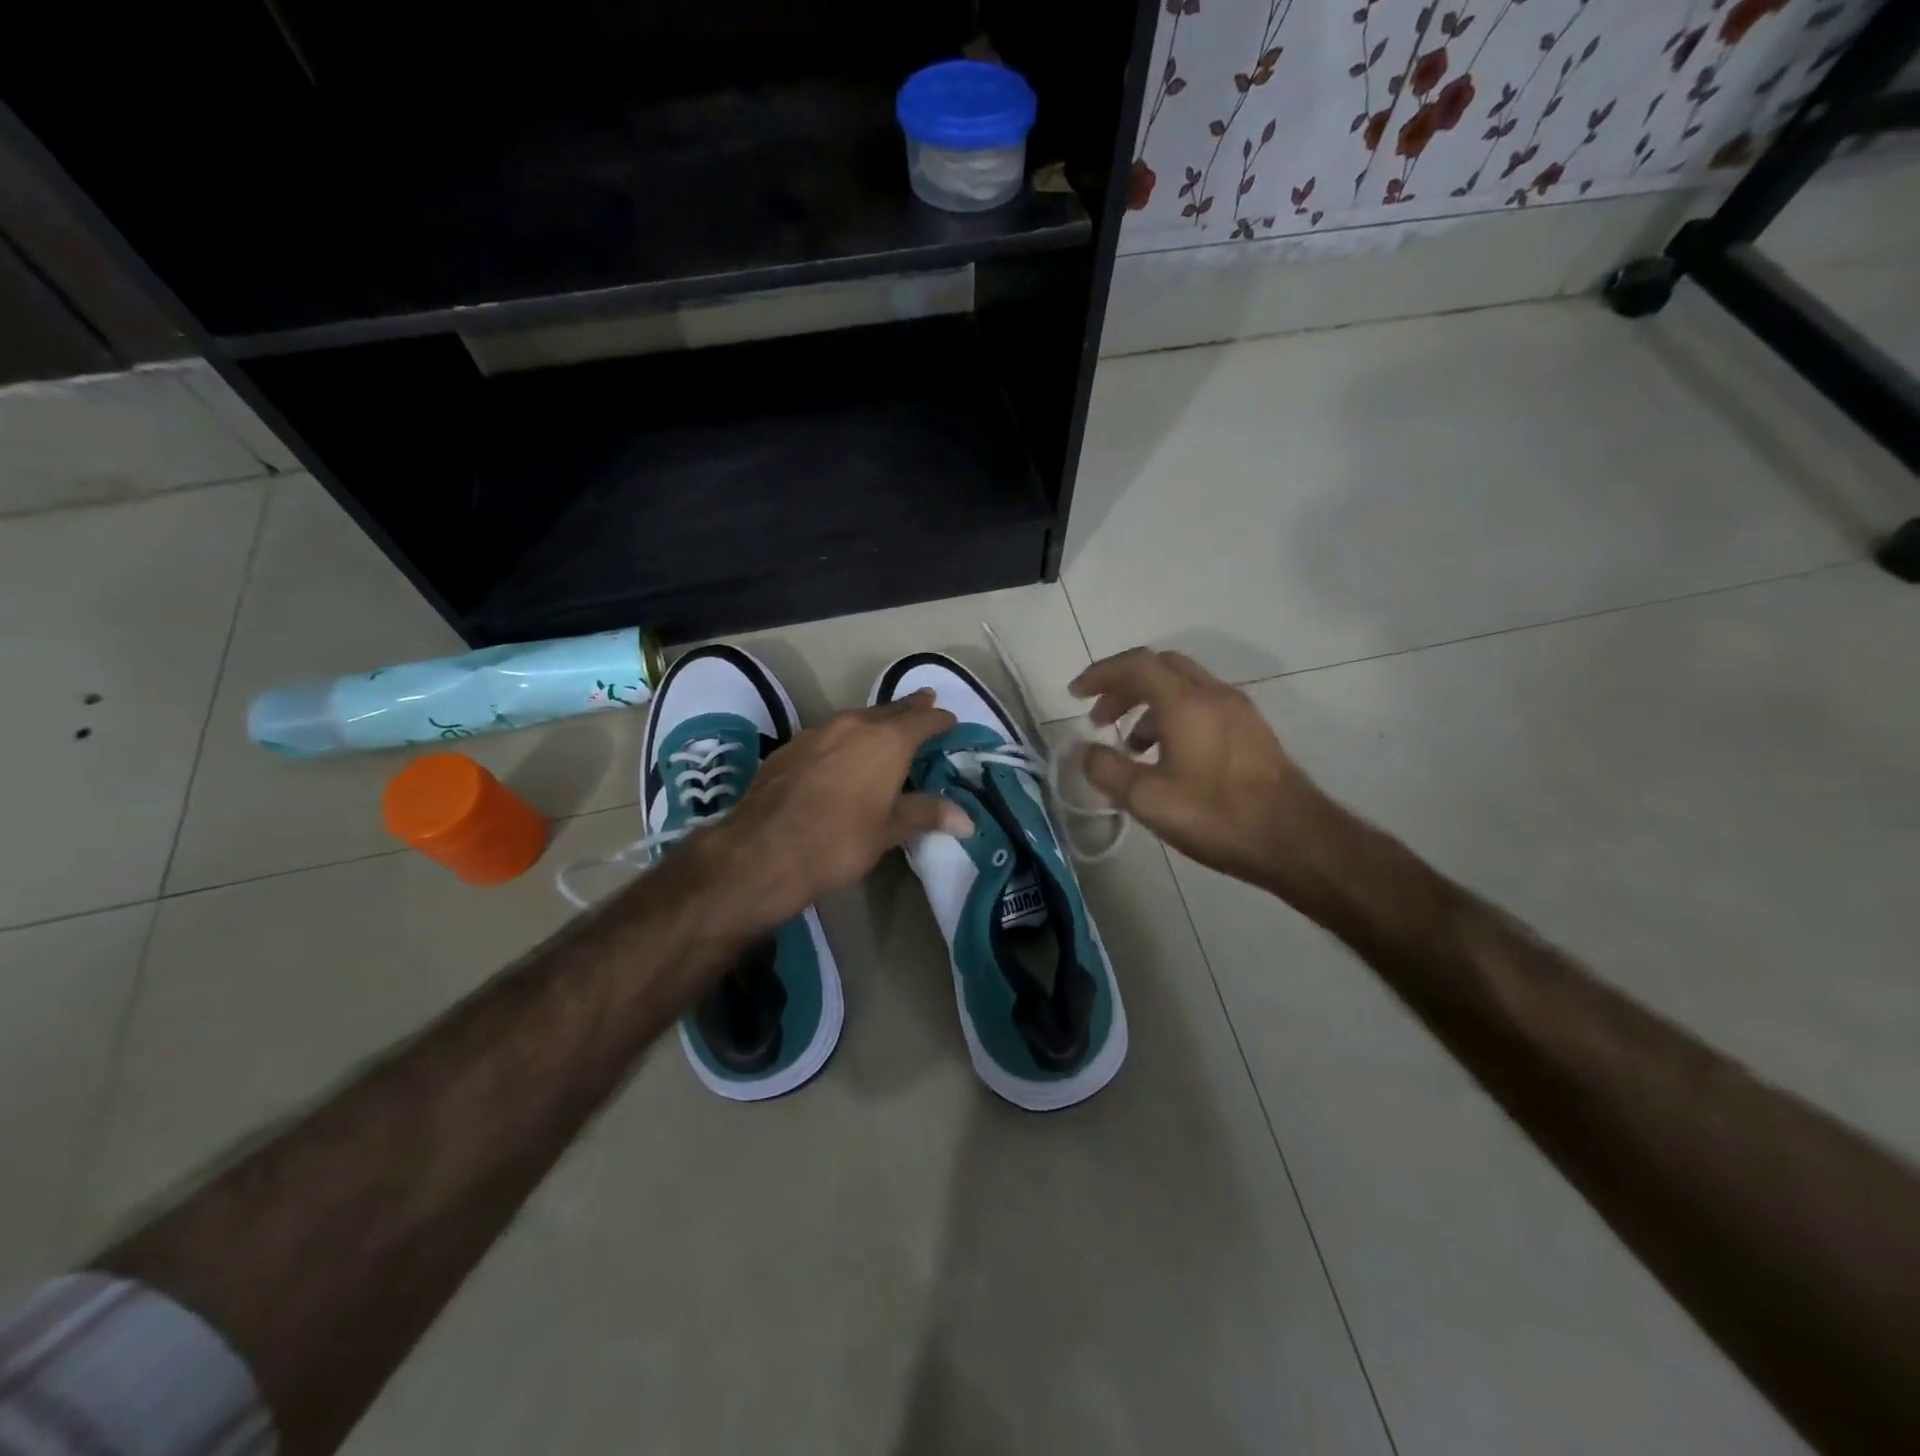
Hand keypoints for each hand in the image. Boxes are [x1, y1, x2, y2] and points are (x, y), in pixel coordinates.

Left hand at [675, 690, 970, 937]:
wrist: (762, 851)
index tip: (950, 719)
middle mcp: (852, 726)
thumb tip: (967, 819)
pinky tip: (840, 754)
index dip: (939, 720)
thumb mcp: (888, 830)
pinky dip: (843, 738)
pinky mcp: (789, 748)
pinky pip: (827, 734)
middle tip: (925, 702)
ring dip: (874, 721)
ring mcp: (816, 733)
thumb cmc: (838, 841)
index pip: (922, 721)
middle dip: (909, 708)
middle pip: (888, 711)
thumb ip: (925, 815)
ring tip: (885, 726)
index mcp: (886, 741)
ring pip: (855, 719)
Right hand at [1068, 648, 1335, 899]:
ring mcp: (1238, 711)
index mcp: (1185, 701)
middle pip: (1160, 668)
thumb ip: (1108, 771)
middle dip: (1123, 687)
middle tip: (1099, 719)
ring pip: (1183, 688)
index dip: (1100, 674)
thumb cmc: (1218, 815)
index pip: (1135, 665)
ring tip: (1130, 746)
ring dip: (1148, 705)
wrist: (1296, 840)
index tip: (1075, 694)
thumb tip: (1087, 752)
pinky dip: (1173, 717)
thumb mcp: (1149, 800)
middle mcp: (1213, 694)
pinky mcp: (1251, 732)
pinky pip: (1202, 706)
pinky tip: (1168, 759)